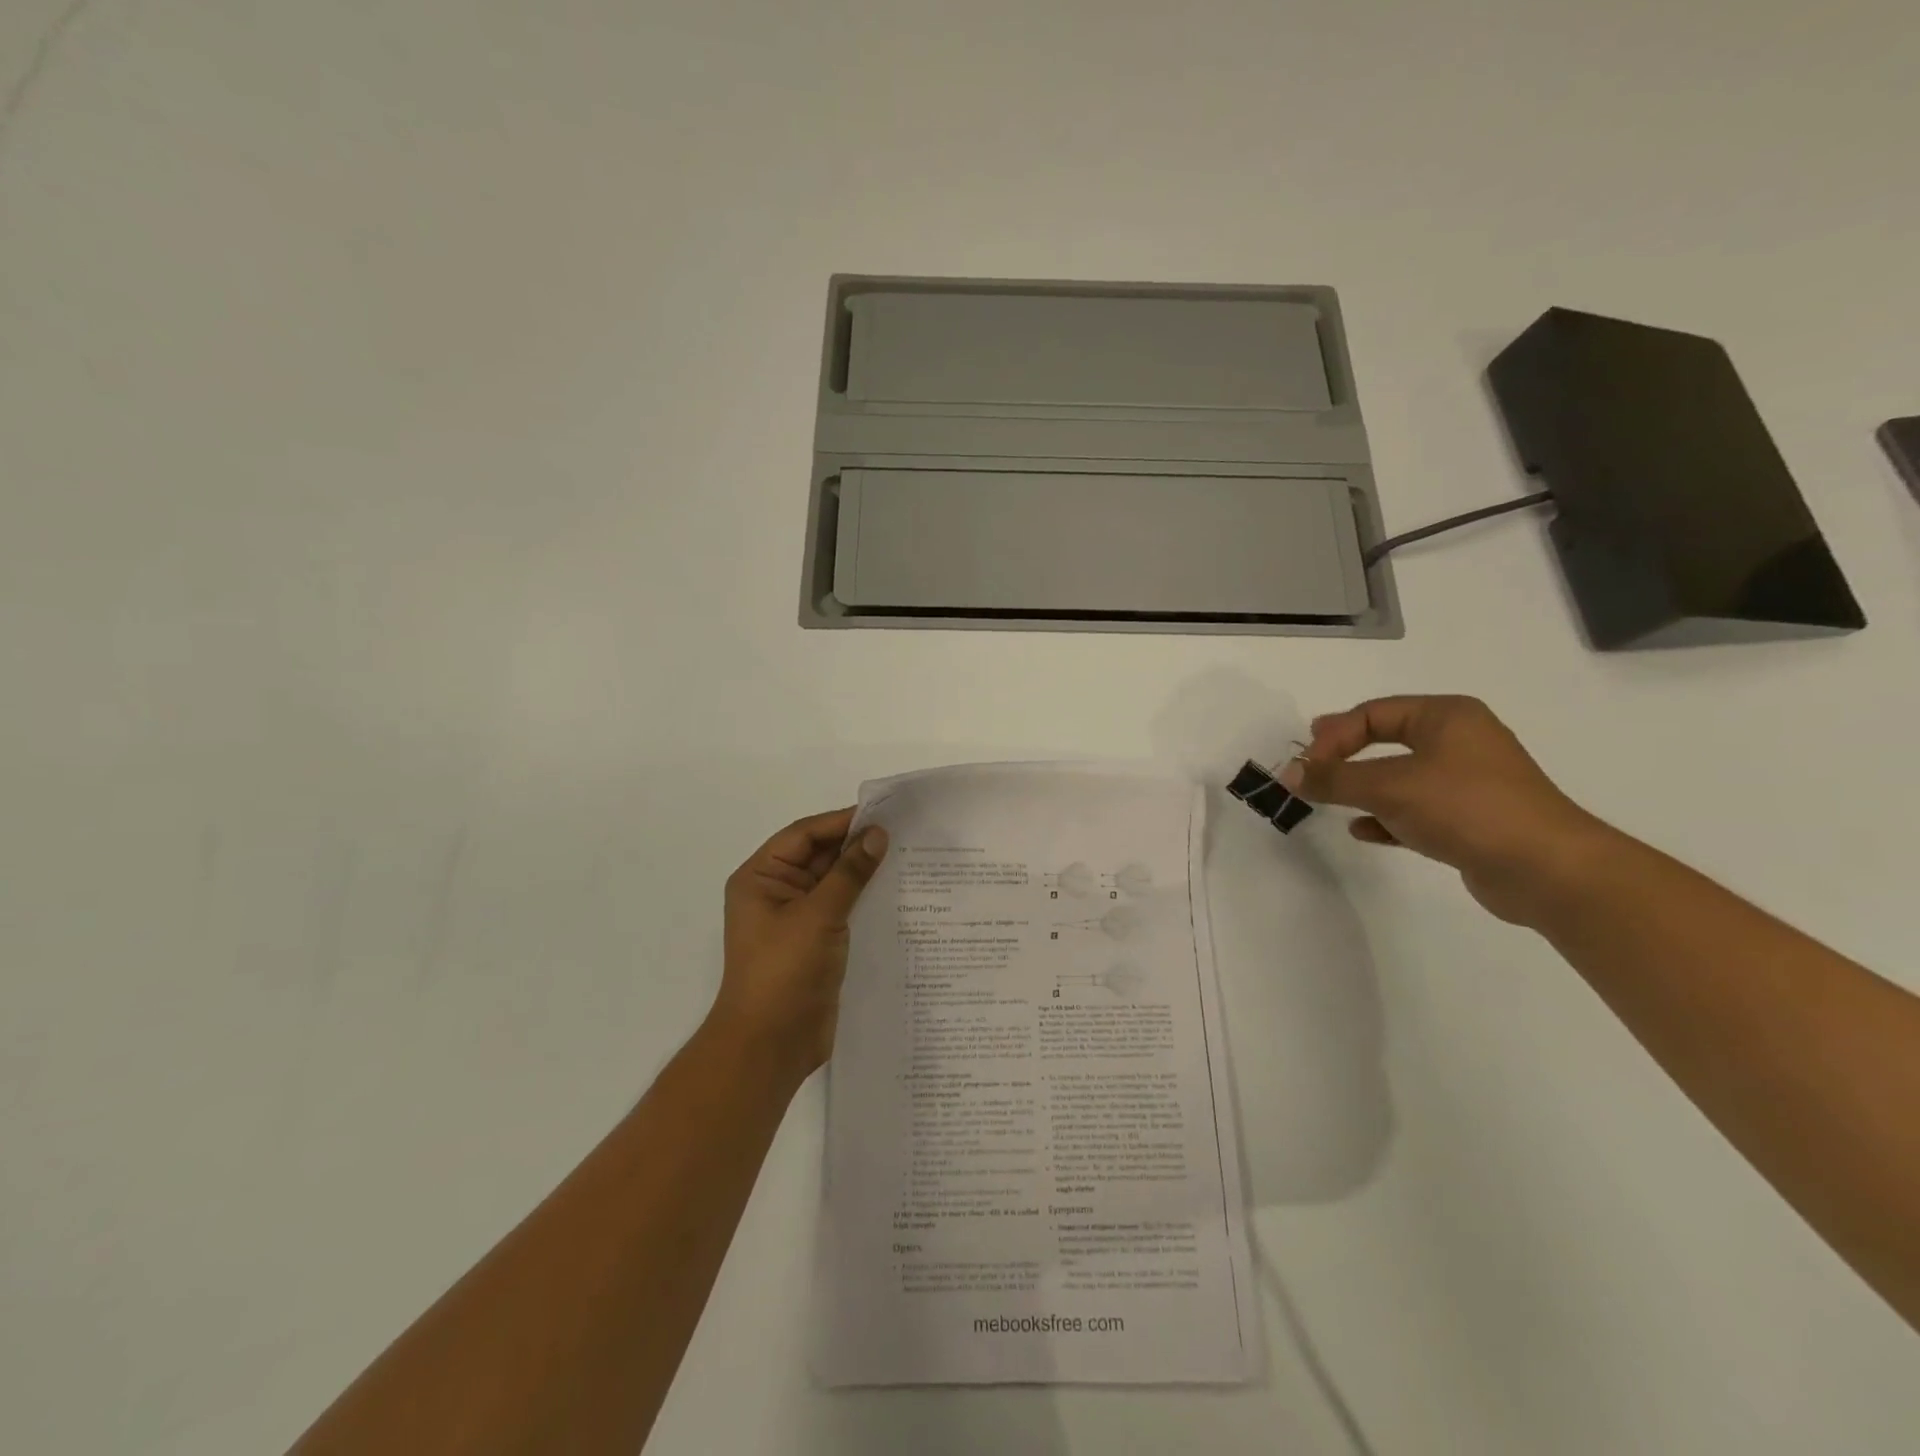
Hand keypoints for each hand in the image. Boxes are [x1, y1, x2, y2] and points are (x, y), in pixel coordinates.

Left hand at [714, 808, 888, 1080]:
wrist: (771, 1045)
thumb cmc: (784, 971)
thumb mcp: (818, 915)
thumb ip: (849, 872)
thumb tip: (877, 834)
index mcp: (761, 877)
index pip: (804, 835)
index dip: (840, 822)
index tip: (883, 814)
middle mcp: (776, 892)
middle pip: (819, 856)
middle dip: (856, 845)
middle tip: (903, 833)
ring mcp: (797, 919)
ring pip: (834, 883)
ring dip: (863, 872)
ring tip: (907, 857)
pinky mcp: (816, 943)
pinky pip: (843, 909)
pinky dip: (865, 898)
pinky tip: (897, 893)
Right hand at [1282, 696, 1612, 925]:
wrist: (1547, 870)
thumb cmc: (1466, 808)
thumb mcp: (1390, 787)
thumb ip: (1334, 778)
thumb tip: (1288, 773)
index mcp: (1447, 716)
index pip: (1372, 713)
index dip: (1332, 736)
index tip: (1305, 766)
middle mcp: (1460, 741)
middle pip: (1386, 739)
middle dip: (1345, 755)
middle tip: (1311, 768)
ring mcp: (1468, 781)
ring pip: (1399, 776)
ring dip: (1362, 787)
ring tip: (1330, 799)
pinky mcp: (1471, 819)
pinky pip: (1415, 809)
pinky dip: (1386, 816)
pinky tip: (1363, 831)